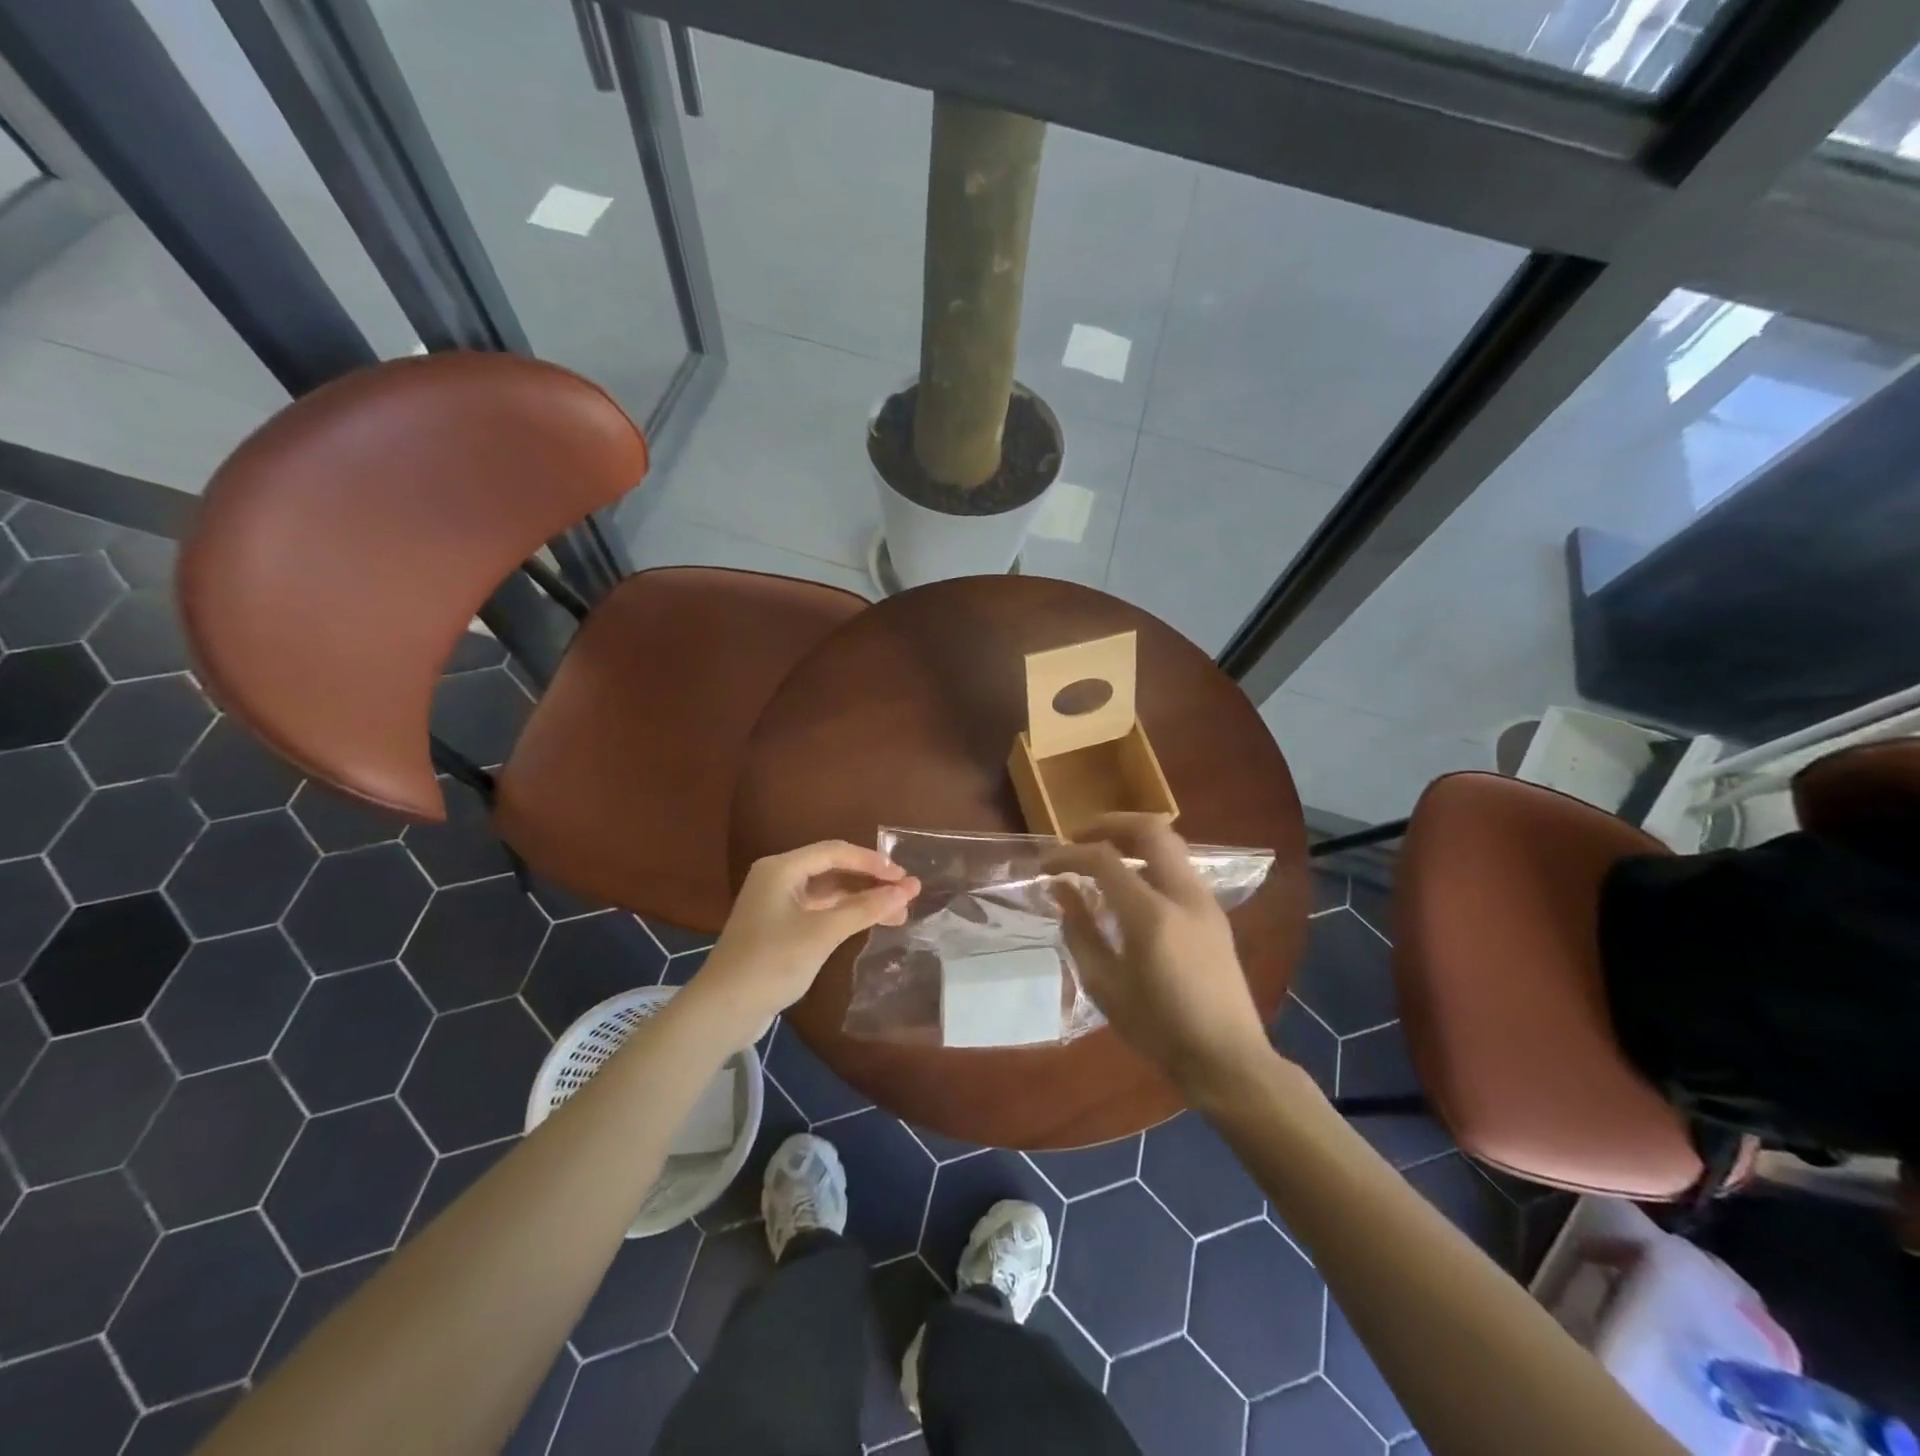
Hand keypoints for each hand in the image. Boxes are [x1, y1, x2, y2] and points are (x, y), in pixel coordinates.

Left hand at [689, 841, 919, 1046]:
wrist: (723, 1010)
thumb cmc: (772, 962)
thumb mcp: (823, 933)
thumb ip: (866, 908)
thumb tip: (907, 890)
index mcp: (781, 868)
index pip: (835, 852)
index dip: (873, 862)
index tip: (905, 878)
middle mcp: (778, 879)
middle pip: (833, 870)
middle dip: (871, 882)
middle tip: (907, 896)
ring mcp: (777, 904)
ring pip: (828, 893)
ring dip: (861, 901)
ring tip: (898, 914)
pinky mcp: (778, 928)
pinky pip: (819, 911)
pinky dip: (845, 915)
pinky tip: (869, 924)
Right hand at [1046, 814, 1271, 1096]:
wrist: (1227, 1058)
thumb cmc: (1159, 1029)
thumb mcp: (1105, 986)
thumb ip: (1080, 931)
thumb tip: (1061, 890)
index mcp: (1152, 915)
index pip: (1105, 860)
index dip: (1069, 854)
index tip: (1045, 865)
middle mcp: (1183, 895)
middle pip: (1149, 830)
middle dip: (1109, 824)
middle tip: (1078, 838)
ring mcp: (1205, 901)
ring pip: (1169, 844)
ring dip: (1131, 839)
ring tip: (1100, 857)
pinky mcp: (1214, 913)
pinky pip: (1178, 868)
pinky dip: (1149, 860)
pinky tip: (1129, 885)